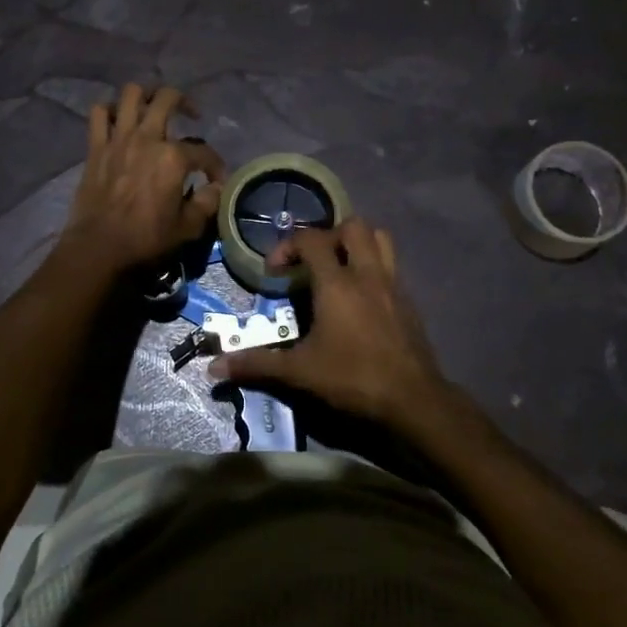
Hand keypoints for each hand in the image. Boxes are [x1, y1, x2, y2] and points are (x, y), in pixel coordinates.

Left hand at [58, 84, 225, 277]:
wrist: (99, 246)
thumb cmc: (146, 239)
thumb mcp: (187, 228)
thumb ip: (206, 203)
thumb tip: (216, 188)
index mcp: (173, 158)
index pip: (204, 152)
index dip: (215, 165)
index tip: (215, 180)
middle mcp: (147, 138)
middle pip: (168, 98)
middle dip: (185, 102)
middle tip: (191, 115)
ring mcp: (118, 138)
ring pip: (132, 94)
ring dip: (146, 95)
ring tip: (154, 107)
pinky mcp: (96, 146)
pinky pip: (100, 113)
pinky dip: (111, 110)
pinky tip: (120, 120)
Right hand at [210, 217, 447, 426]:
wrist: (413, 399)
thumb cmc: (353, 378)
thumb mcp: (300, 372)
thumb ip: (257, 364)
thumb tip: (214, 367)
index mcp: (338, 283)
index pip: (311, 240)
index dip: (287, 246)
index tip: (274, 271)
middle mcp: (367, 274)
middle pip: (353, 226)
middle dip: (327, 235)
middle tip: (310, 261)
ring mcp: (393, 284)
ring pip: (380, 238)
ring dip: (357, 243)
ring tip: (338, 267)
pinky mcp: (409, 301)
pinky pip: (391, 265)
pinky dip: (373, 267)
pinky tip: (360, 297)